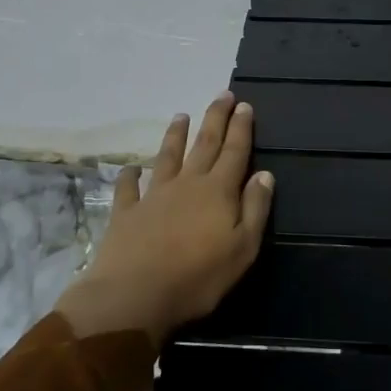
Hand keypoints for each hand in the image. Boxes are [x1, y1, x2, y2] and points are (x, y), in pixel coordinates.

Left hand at [56, 92, 274, 349]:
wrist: (134, 296)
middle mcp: (187, 184)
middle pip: (204, 144)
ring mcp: (153, 196)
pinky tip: (130, 168)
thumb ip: (255, 209)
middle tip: (222, 94)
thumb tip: (264, 174)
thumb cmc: (198, 277)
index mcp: (218, 191)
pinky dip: (130, 175)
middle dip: (215, 118)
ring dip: (175, 136)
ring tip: (180, 116)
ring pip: (167, 157)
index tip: (244, 105)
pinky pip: (128, 187)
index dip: (241, 128)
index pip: (234, 152)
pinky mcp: (126, 213)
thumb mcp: (243, 248)